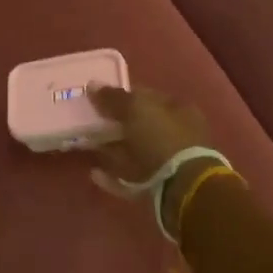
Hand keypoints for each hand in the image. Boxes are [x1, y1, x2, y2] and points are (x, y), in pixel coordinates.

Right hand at [86, 84, 221, 227]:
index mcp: (178, 109)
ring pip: (136, 151)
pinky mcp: (160, 186)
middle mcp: (177, 133)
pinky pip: (132, 177)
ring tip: (89, 147)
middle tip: (91, 124)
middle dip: (117, 124)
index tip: (99, 99)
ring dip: (114, 149)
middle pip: (141, 125)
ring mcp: (170, 161)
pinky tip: (95, 173)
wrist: (182, 187)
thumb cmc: (162, 138)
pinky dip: (114, 176)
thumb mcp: (136, 109)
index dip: (123, 96)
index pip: (147, 96)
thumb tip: (92, 84)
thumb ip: (114, 97)